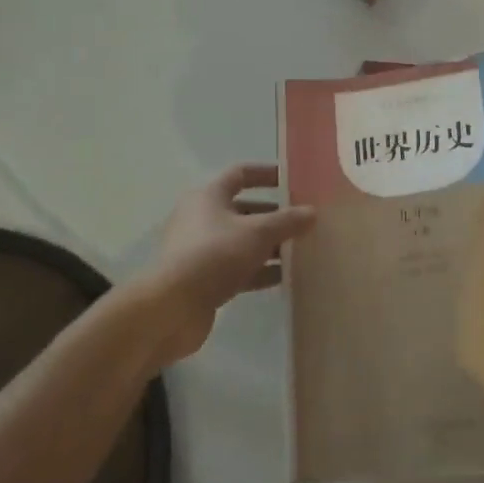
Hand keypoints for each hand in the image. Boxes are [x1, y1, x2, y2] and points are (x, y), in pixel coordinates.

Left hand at [134, 164, 313, 365]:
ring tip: (301, 250)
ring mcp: (201, 250)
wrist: (171, 308)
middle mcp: (202, 218)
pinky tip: (285, 278)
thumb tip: (312, 212)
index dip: (267, 174)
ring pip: (242, 241)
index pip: (240, 174)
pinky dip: (259, 270)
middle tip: (304, 221)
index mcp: (209, 196)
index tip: (293, 180)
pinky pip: (238, 268)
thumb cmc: (214, 255)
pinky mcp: (203, 279)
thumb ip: (286, 221)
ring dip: (269, 246)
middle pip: (243, 210)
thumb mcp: (257, 233)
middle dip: (274, 215)